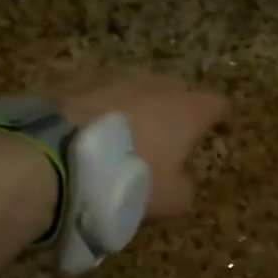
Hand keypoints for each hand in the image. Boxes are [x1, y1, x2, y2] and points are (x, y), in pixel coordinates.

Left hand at [59, 71, 229, 218]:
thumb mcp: (168, 201)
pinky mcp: (75, 80)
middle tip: (174, 130)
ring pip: (136, 85)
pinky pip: (98, 89)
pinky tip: (91, 124)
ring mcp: (112, 77)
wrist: (54, 159)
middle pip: (177, 88)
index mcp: (185, 110)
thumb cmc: (126, 180)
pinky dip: (102, 104)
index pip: (217, 104)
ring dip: (138, 102)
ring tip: (130, 126)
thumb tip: (182, 181)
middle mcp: (153, 84)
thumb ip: (185, 188)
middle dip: (179, 106)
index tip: (223, 130)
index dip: (223, 118)